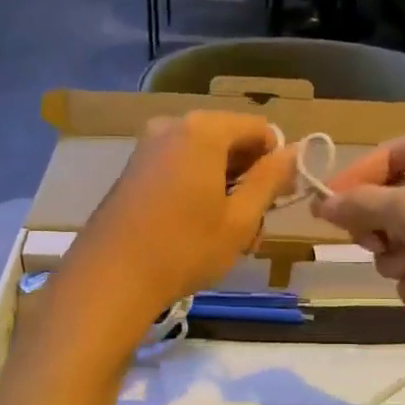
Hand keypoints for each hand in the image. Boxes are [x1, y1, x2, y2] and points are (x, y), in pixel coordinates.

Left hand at [63, 111, 296, 341]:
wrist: (110, 278)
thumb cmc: (184, 249)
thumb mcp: (239, 219)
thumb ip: (269, 180)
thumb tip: (293, 152)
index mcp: (203, 130)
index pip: (259, 129)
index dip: (275, 162)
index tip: (277, 200)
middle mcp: (172, 126)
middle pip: (229, 141)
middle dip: (247, 179)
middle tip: (252, 227)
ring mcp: (147, 147)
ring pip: (203, 159)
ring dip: (223, 190)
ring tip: (225, 237)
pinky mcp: (132, 171)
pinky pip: (178, 169)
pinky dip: (195, 191)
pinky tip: (194, 231)